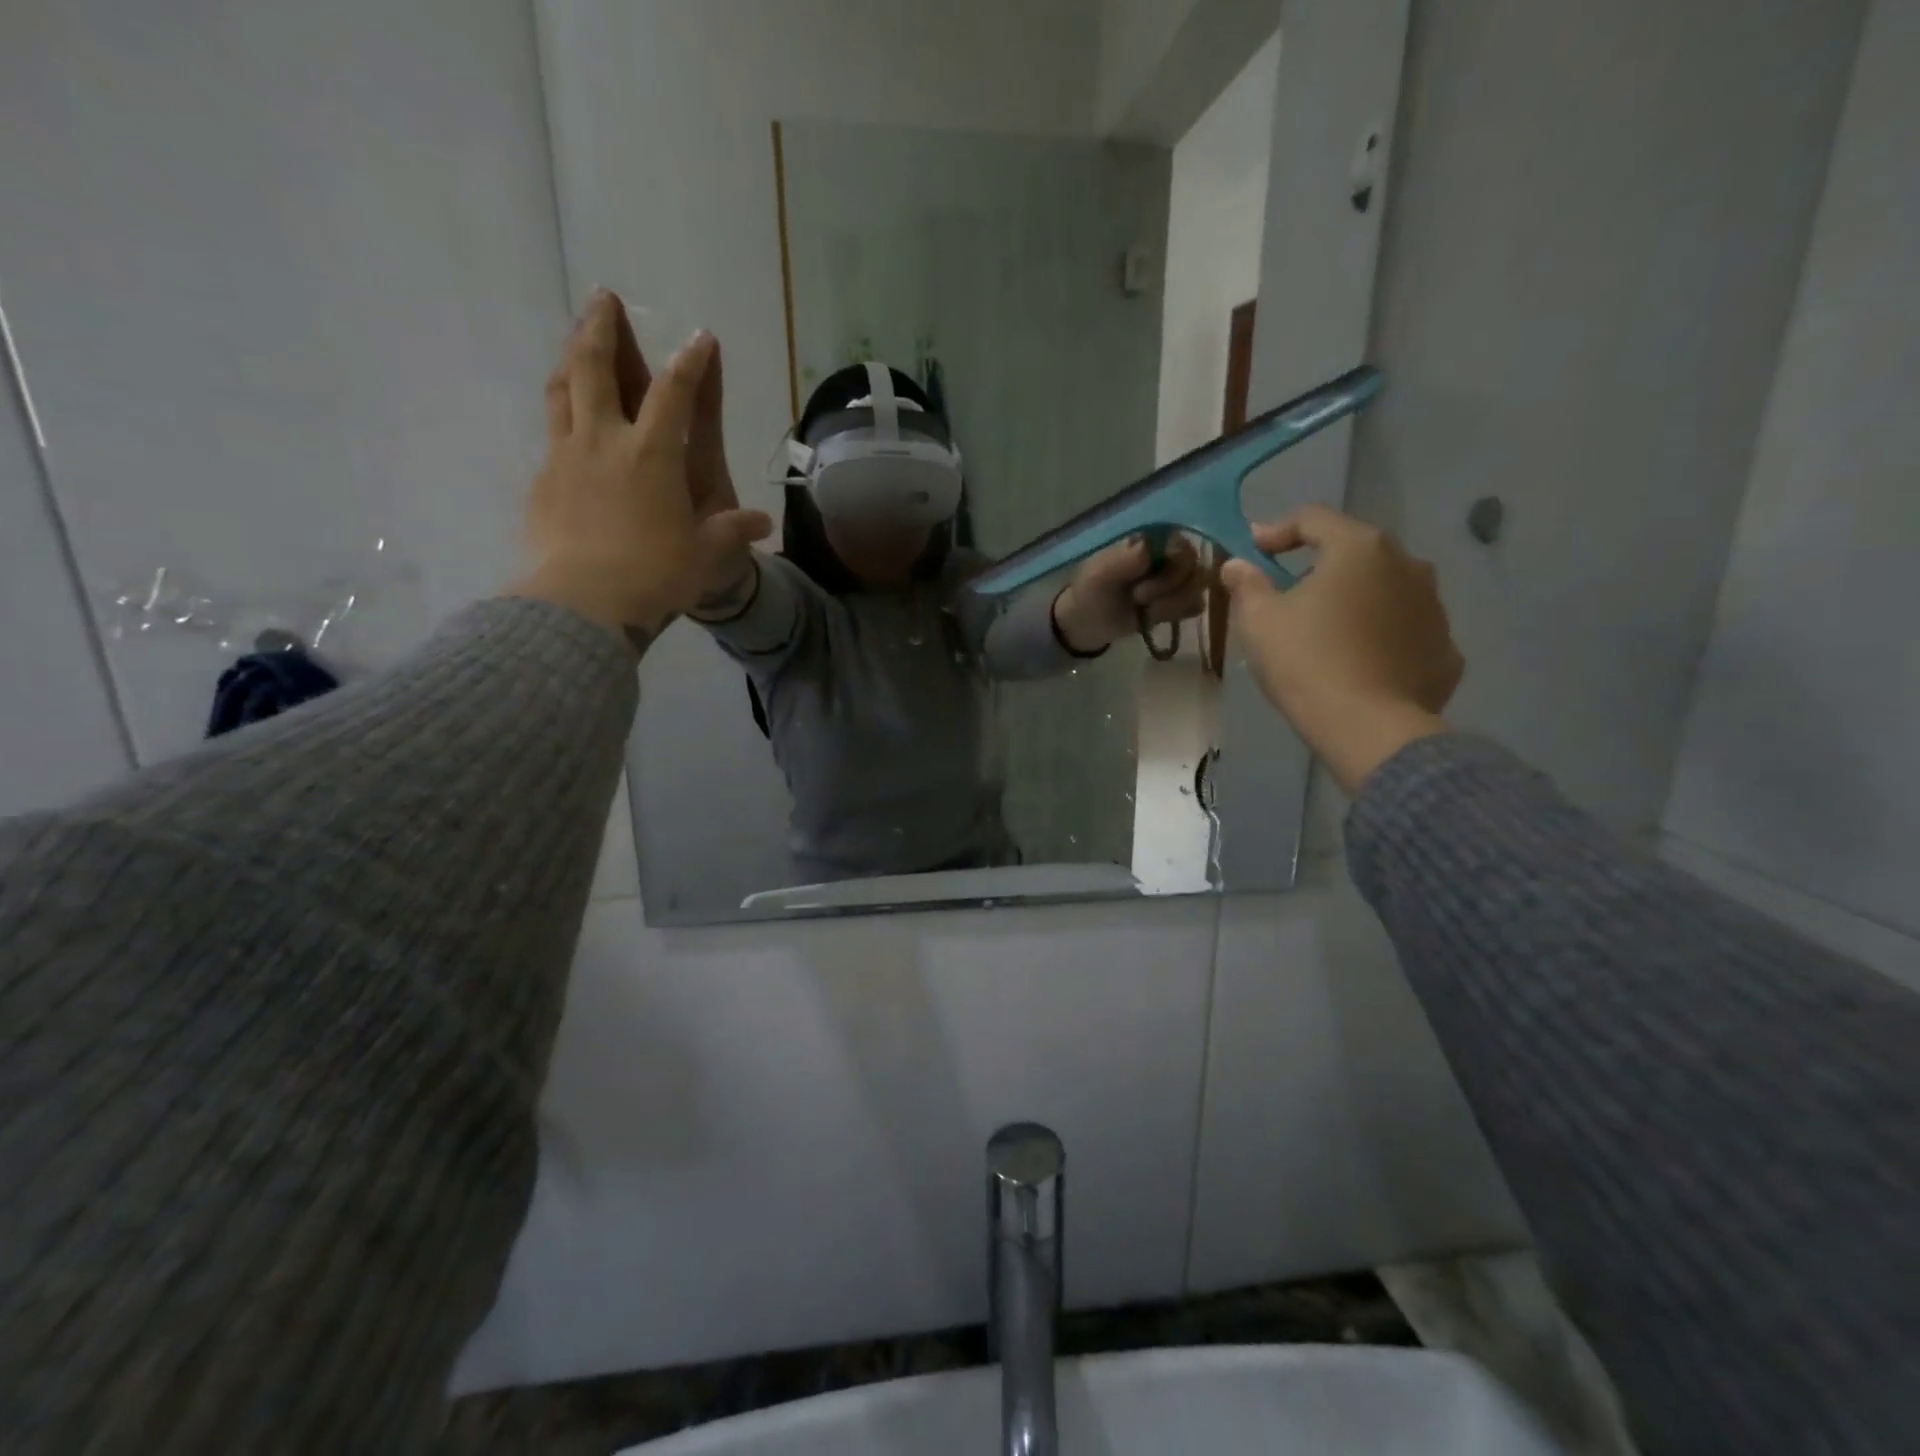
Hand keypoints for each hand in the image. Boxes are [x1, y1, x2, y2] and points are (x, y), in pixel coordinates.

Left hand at [512, 292, 771, 641]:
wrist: (583, 602)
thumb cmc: (655, 574)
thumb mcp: (706, 555)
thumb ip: (731, 531)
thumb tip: (761, 524)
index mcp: (651, 454)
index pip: (675, 393)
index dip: (691, 362)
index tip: (700, 338)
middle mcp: (604, 441)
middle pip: (595, 367)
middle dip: (602, 328)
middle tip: (603, 298)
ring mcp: (565, 457)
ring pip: (562, 390)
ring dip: (570, 358)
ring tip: (576, 342)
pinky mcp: (542, 482)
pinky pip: (550, 433)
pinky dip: (561, 415)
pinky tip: (566, 424)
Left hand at [1052, 533, 1206, 653]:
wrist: (1089, 622)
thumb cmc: (1091, 590)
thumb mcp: (1099, 575)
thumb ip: (1122, 560)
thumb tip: (1148, 546)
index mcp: (1152, 539)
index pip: (1181, 545)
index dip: (1169, 571)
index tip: (1140, 589)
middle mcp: (1170, 553)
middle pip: (1194, 568)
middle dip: (1166, 590)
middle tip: (1137, 599)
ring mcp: (1178, 577)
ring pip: (1197, 588)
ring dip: (1170, 605)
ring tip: (1143, 610)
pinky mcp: (1181, 600)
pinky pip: (1197, 605)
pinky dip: (1176, 614)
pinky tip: (1154, 617)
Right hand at [1220, 505, 1463, 792]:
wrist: (1369, 728)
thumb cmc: (1307, 662)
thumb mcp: (1260, 621)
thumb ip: (1247, 584)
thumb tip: (1236, 564)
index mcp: (1359, 548)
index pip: (1313, 519)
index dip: (1276, 531)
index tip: (1251, 553)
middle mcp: (1407, 564)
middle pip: (1355, 552)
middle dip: (1318, 566)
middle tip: (1286, 593)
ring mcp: (1435, 607)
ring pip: (1385, 590)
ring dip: (1354, 600)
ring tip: (1325, 631)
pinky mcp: (1445, 648)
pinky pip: (1404, 630)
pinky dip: (1380, 636)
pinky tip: (1358, 662)